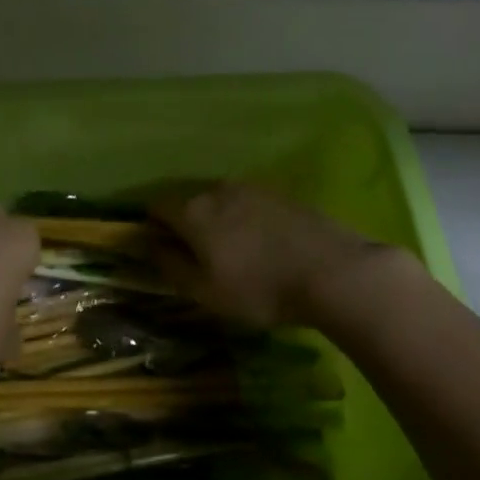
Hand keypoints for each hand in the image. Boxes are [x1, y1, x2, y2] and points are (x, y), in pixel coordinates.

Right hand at [151, 183, 388, 328]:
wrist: (331, 271)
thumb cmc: (260, 288)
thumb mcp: (206, 292)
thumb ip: (171, 265)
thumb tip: (148, 245)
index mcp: (193, 211)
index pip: (157, 206)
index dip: (153, 226)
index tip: (161, 250)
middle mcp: (216, 189)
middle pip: (188, 201)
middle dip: (186, 223)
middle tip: (198, 257)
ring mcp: (251, 187)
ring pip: (219, 200)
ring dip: (217, 220)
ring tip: (232, 251)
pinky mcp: (279, 193)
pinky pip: (247, 203)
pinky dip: (244, 219)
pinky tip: (261, 244)